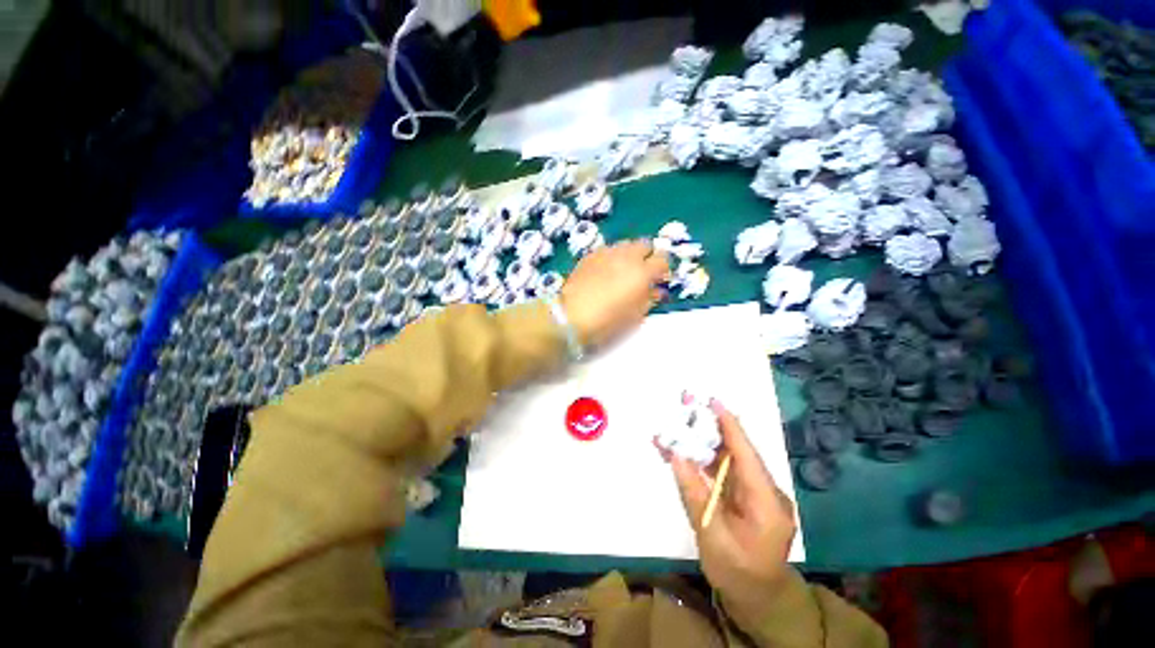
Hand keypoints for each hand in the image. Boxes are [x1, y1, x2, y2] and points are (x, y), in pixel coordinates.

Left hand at [560, 241, 668, 347]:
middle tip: (643, 272)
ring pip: (626, 244)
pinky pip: (608, 249)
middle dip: (648, 256)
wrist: (571, 316)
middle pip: (645, 244)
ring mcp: (607, 253)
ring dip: (630, 254)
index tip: (660, 279)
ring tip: (623, 270)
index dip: (664, 269)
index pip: (663, 260)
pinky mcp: (591, 255)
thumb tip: (658, 291)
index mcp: (642, 273)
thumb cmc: (608, 321)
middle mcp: (627, 257)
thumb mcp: (635, 315)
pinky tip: (606, 270)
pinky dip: (612, 257)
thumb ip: (650, 299)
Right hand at [664, 400, 796, 622]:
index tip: (713, 401)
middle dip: (711, 428)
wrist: (758, 600)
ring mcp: (756, 494)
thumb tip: (676, 455)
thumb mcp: (712, 537)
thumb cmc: (738, 574)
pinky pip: (723, 473)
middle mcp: (765, 491)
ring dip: (703, 443)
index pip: (746, 454)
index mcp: (766, 503)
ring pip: (728, 459)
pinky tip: (684, 452)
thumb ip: (694, 494)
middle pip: (736, 451)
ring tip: (678, 426)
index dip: (729, 426)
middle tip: (687, 407)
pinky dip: (703, 461)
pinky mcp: (745, 497)